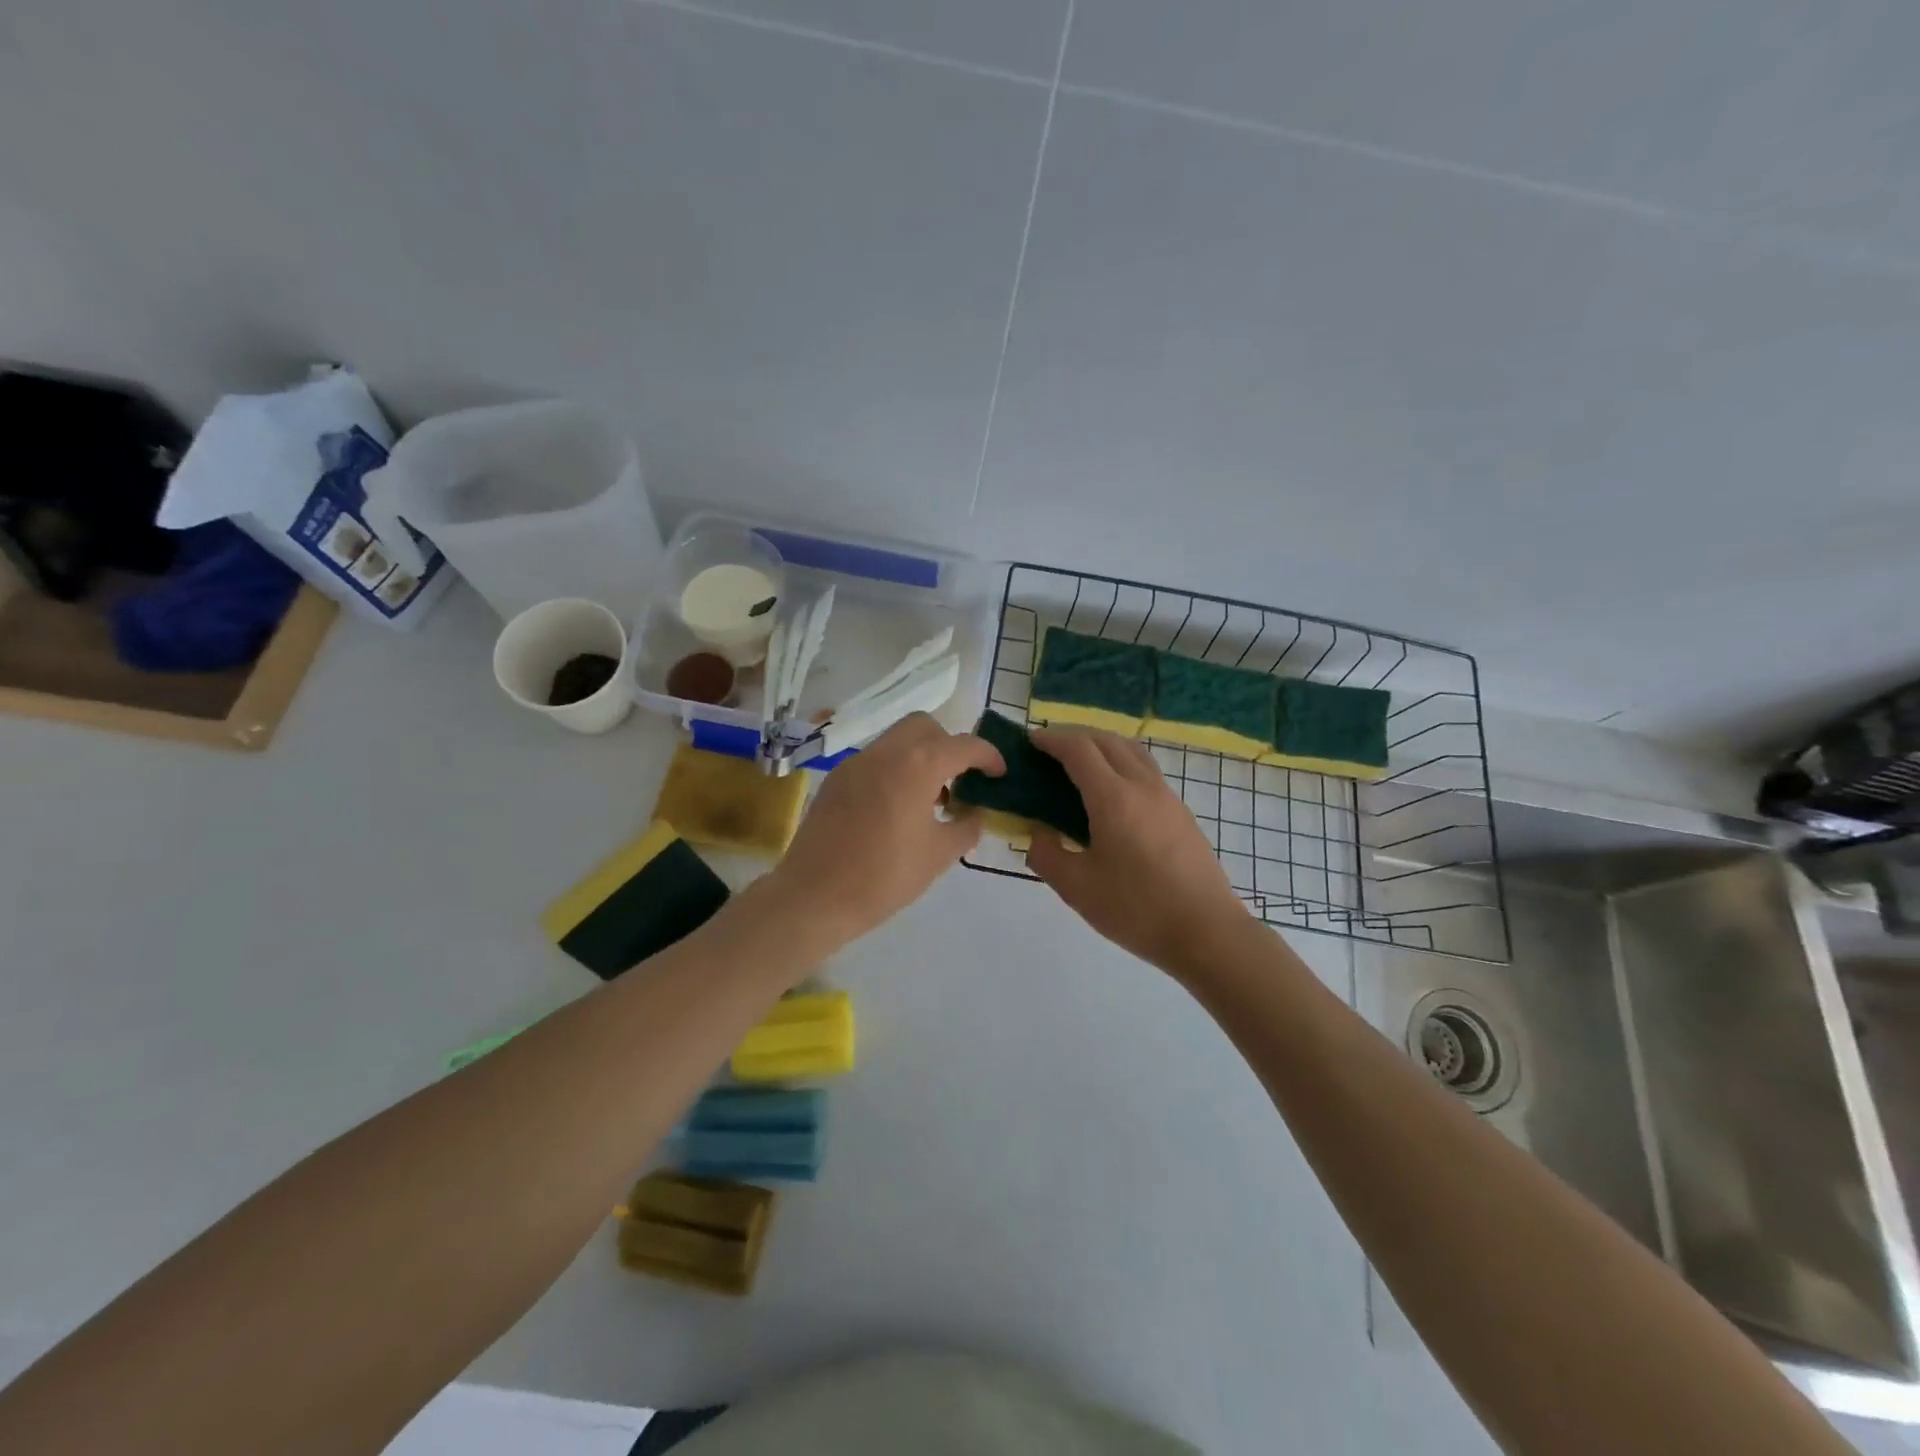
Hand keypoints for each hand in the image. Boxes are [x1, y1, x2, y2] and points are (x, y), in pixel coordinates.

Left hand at [762, 713, 1003, 947]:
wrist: (814, 896)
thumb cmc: (884, 876)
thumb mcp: (939, 855)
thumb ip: (966, 827)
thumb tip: (975, 814)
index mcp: (917, 765)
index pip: (963, 745)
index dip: (988, 756)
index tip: (999, 774)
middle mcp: (885, 752)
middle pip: (925, 727)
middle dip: (949, 745)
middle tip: (959, 780)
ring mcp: (856, 762)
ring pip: (897, 740)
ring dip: (920, 756)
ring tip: (930, 799)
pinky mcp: (836, 778)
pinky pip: (875, 760)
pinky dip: (895, 770)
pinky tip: (896, 808)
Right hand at [1026, 729, 1250, 976]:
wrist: (1207, 933)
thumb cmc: (1137, 910)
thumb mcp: (1077, 888)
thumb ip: (1046, 854)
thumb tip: (1038, 832)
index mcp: (1113, 798)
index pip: (1078, 749)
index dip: (1052, 739)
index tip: (1031, 741)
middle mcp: (1143, 786)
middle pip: (1107, 741)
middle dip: (1075, 737)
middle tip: (1050, 752)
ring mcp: (1168, 798)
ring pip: (1132, 752)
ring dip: (1103, 747)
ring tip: (1080, 767)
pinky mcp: (1182, 814)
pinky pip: (1146, 771)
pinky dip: (1122, 765)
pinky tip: (1112, 796)